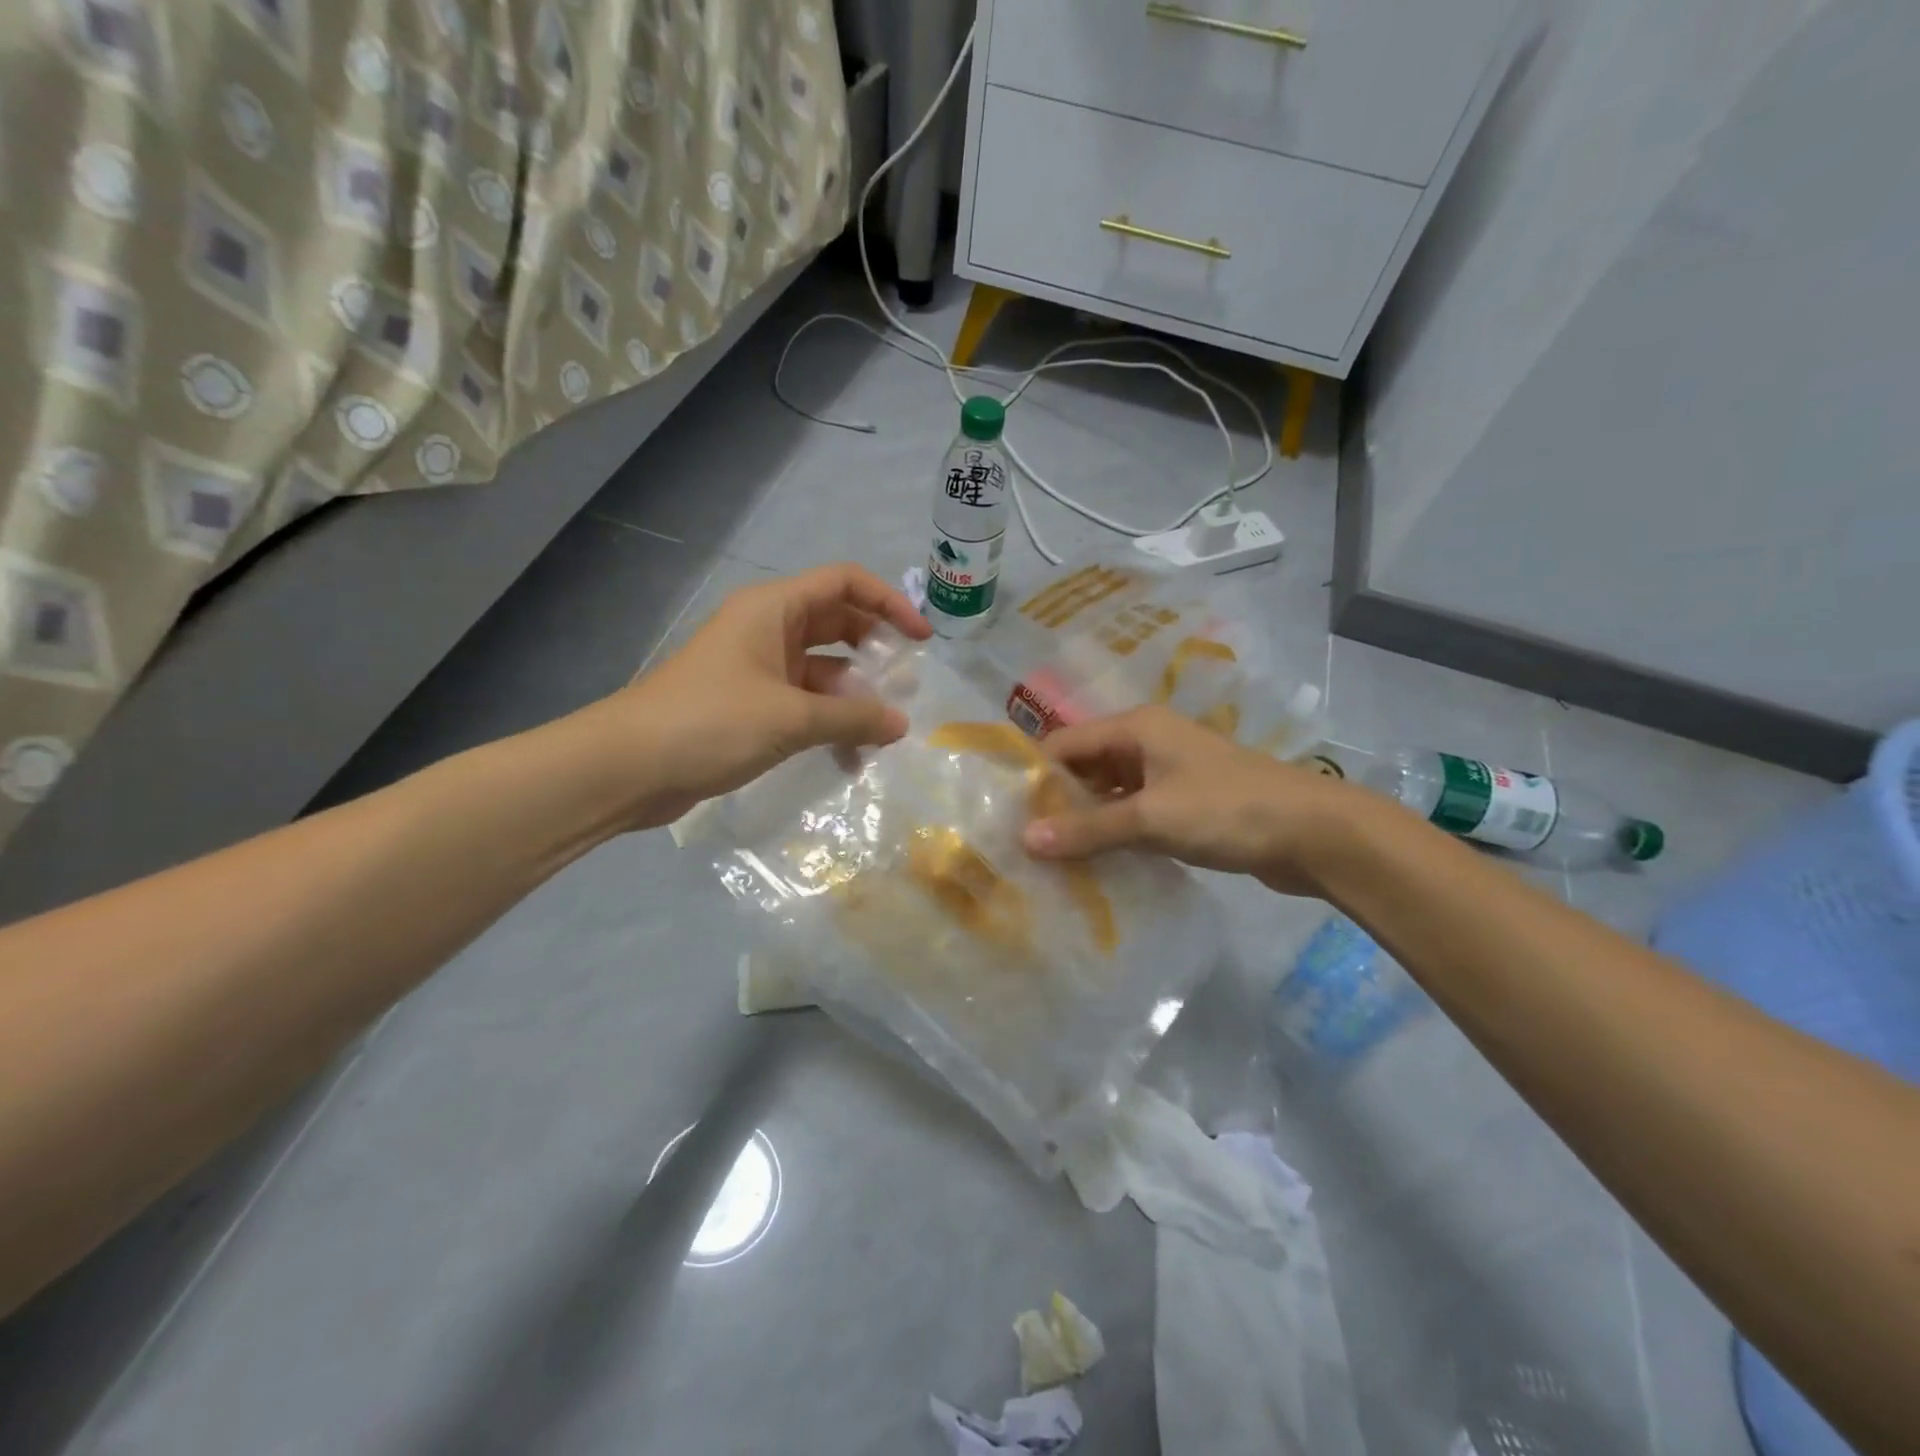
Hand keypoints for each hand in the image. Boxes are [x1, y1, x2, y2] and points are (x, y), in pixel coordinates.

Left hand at [569, 563, 930, 830]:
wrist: (627, 768)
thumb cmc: (710, 722)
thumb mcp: (791, 718)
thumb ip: (853, 718)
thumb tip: (901, 724)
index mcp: (773, 609)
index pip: (843, 583)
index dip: (888, 602)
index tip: (921, 639)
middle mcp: (766, 630)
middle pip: (836, 625)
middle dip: (874, 652)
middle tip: (906, 684)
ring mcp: (756, 669)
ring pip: (822, 671)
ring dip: (853, 697)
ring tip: (883, 732)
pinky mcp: (749, 706)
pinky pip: (802, 704)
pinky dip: (828, 723)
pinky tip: (849, 757)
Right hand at [1021, 705, 1359, 894]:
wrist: (1315, 833)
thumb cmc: (1227, 810)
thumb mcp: (1151, 818)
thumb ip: (1088, 830)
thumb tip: (1025, 840)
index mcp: (1136, 727)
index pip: (1065, 744)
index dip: (1036, 776)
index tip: (1007, 815)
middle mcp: (1148, 741)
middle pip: (1086, 766)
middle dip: (1058, 800)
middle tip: (1023, 841)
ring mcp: (1169, 773)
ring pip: (1111, 791)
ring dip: (1086, 819)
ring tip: (1051, 857)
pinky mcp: (1186, 802)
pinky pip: (1135, 811)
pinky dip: (1115, 832)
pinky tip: (1096, 862)